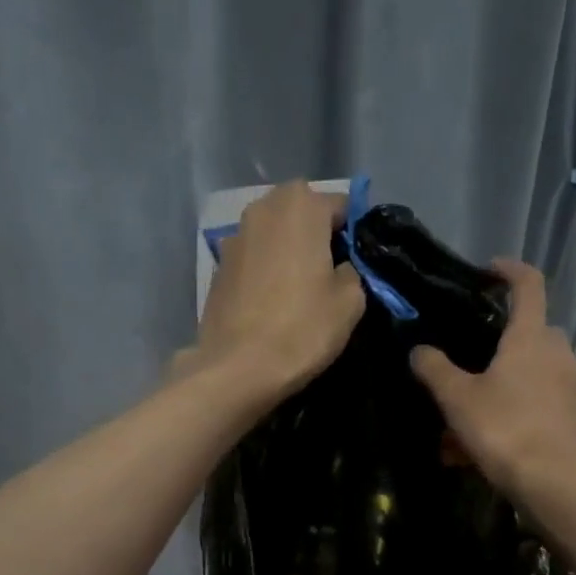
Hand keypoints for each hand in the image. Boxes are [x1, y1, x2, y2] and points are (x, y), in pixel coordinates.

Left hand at [189, 181, 367, 401]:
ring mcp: (234, 237)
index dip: (353, 235)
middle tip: (329, 275)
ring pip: (273, 236)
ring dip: (288, 253)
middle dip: (316, 237)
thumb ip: (352, 271)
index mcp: (300, 205)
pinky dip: (264, 272)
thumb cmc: (301, 329)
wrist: (238, 368)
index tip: (357, 266)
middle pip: (301, 214)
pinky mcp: (218, 268)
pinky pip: (253, 260)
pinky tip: (271, 304)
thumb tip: (341, 268)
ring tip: (299, 290)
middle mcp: (262, 208)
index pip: (341, 206)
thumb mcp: (350, 301)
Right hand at [410, 258, 575, 496]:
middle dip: (505, 335)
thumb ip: (435, 369)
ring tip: (473, 403)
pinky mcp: (571, 412)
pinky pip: (539, 397)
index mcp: (530, 337)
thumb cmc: (502, 428)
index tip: (488, 270)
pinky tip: (489, 434)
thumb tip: (419, 349)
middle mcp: (556, 352)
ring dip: (507, 375)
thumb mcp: (457, 398)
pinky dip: (516, 405)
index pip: (528, 284)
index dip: (509, 270)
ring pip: (535, 366)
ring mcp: (568, 383)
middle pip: (532, 329)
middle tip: (474, 351)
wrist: (550, 480)